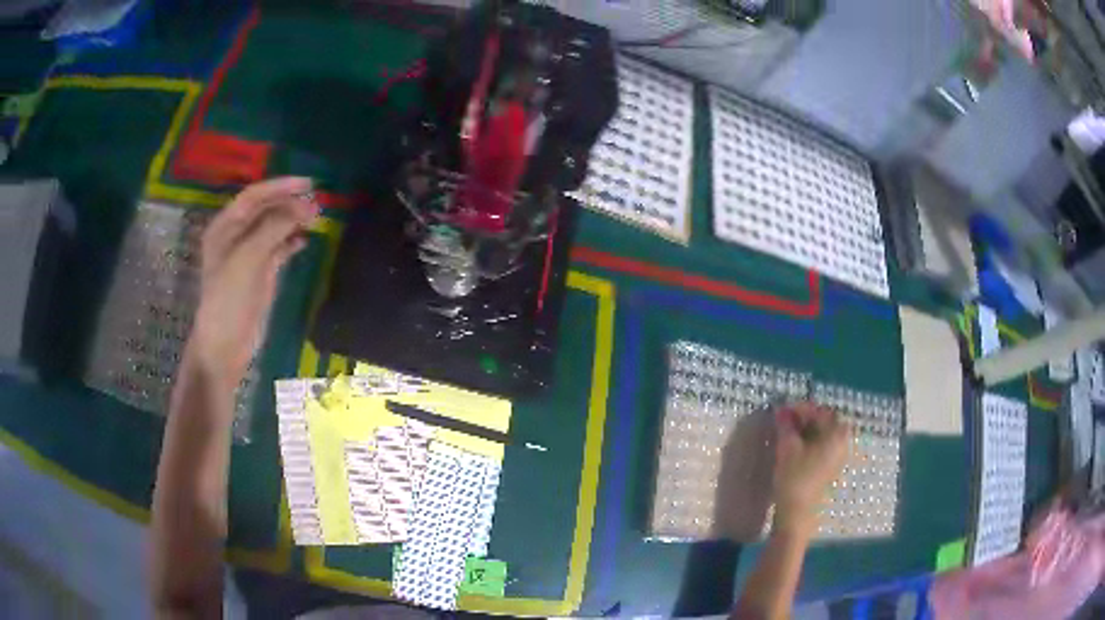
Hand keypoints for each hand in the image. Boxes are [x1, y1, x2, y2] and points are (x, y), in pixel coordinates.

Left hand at [189, 177, 316, 386]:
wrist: (225, 344)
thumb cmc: (230, 298)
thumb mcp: (249, 258)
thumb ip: (275, 227)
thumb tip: (307, 205)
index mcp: (225, 227)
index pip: (254, 196)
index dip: (280, 186)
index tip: (308, 183)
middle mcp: (236, 236)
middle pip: (265, 209)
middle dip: (289, 203)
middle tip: (317, 203)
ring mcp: (248, 255)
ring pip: (273, 228)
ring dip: (293, 221)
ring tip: (316, 218)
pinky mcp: (260, 273)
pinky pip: (278, 249)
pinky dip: (291, 242)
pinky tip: (305, 241)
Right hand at [772, 402, 851, 536]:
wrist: (797, 516)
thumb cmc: (795, 478)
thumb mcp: (787, 448)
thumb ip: (785, 425)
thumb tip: (781, 409)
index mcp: (837, 433)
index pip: (820, 411)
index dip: (800, 409)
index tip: (782, 411)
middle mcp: (844, 442)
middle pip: (825, 422)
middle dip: (804, 419)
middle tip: (783, 422)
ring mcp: (840, 457)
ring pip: (823, 435)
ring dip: (806, 431)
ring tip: (786, 435)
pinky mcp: (832, 469)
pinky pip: (823, 447)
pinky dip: (810, 443)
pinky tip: (795, 449)